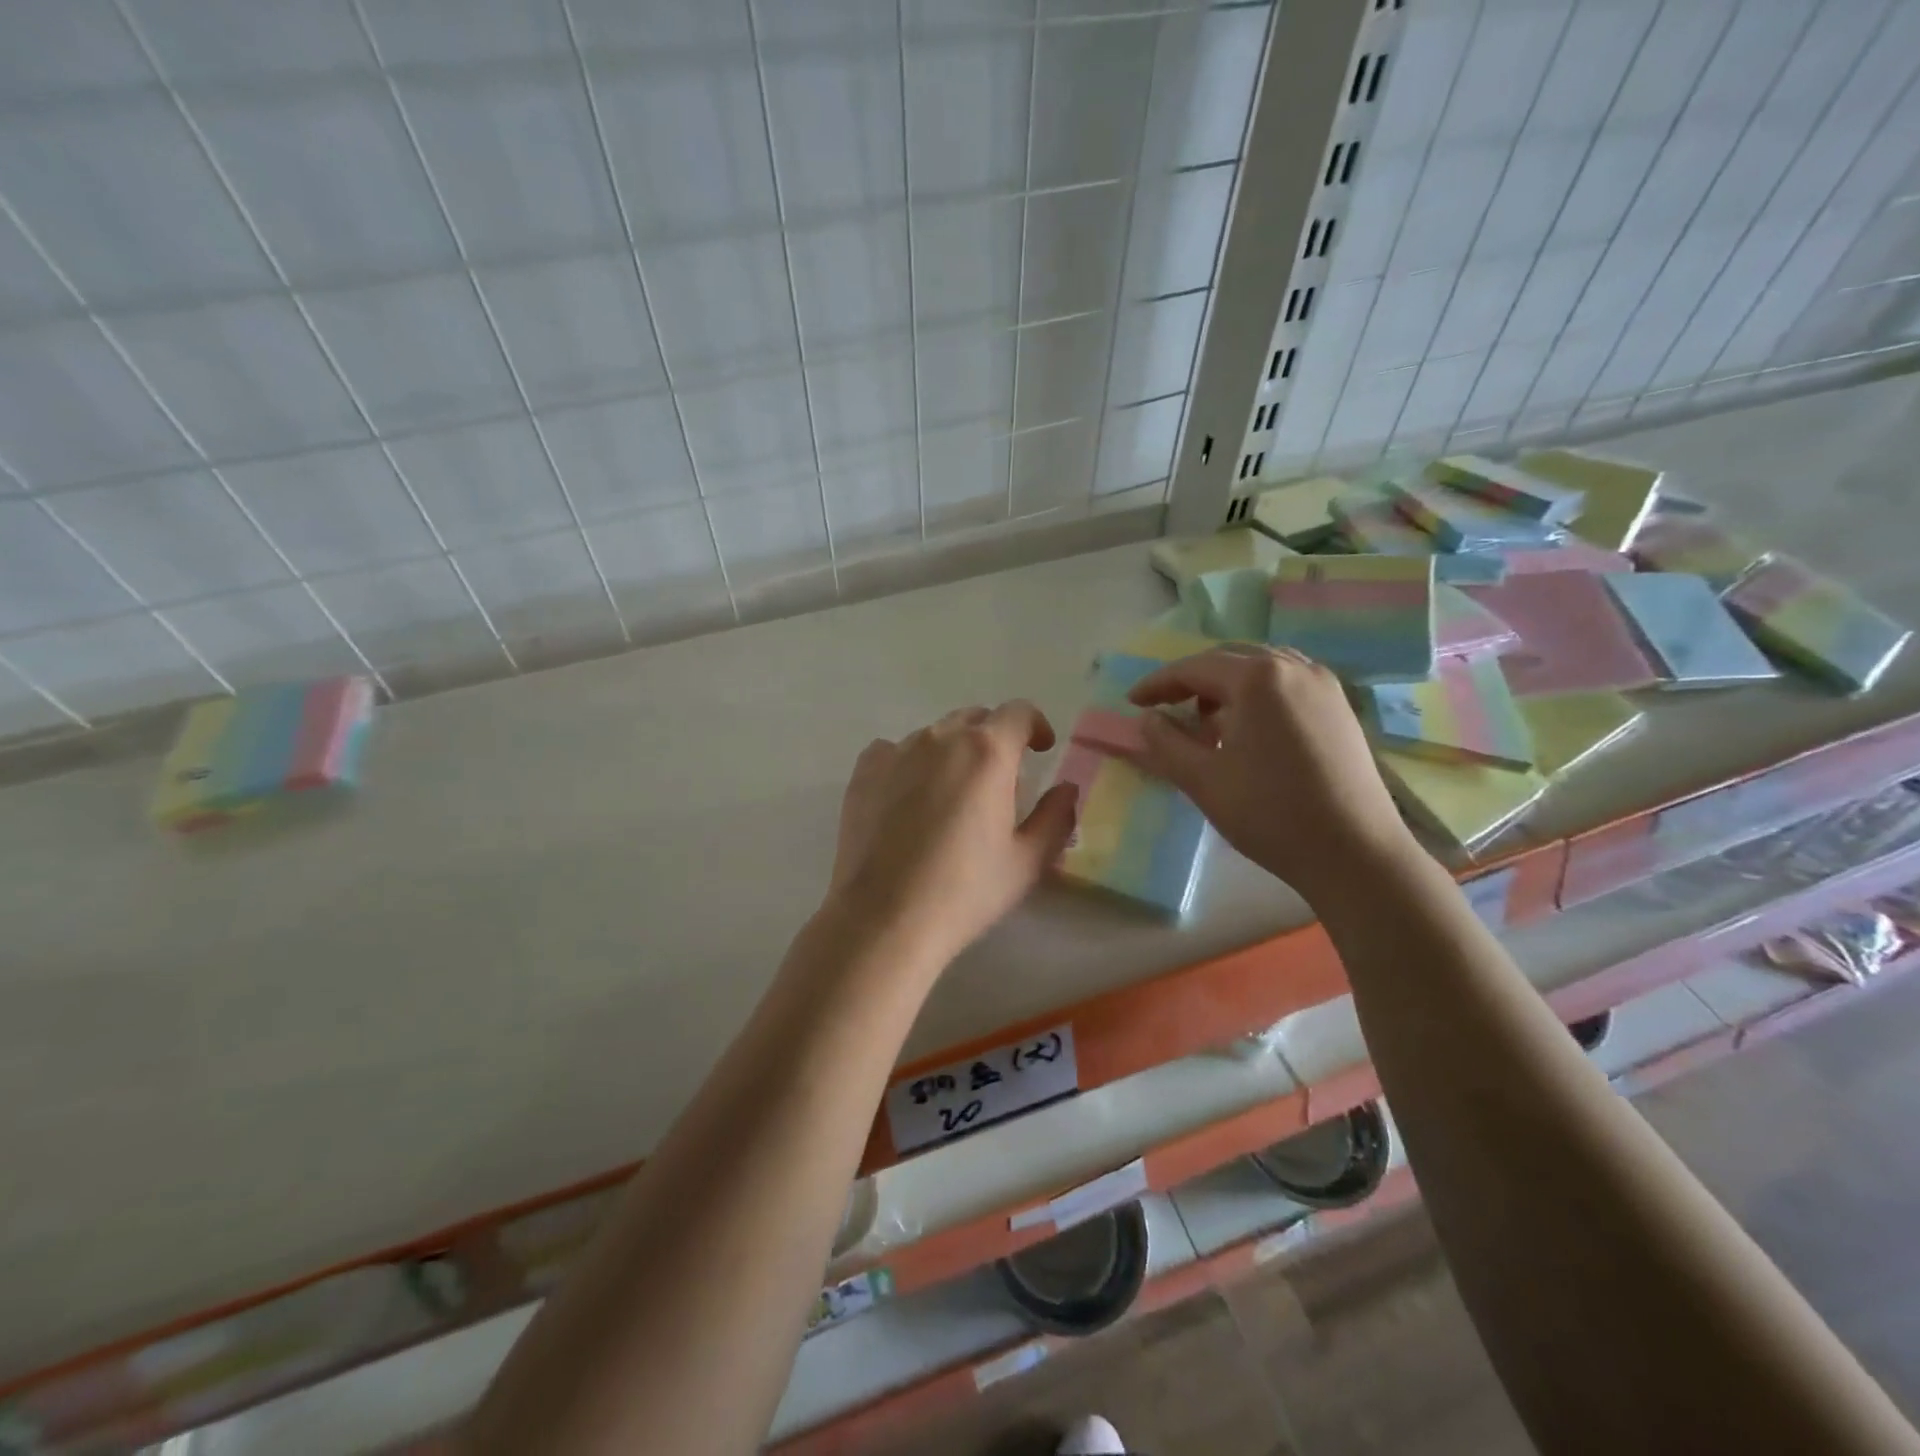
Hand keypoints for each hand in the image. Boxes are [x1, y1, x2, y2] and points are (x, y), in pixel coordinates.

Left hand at [826, 701, 1078, 969]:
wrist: (884, 918)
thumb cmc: (965, 891)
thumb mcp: (1027, 861)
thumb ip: (1055, 817)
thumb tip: (1066, 789)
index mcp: (988, 752)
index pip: (1018, 712)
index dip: (1035, 726)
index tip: (1040, 750)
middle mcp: (940, 738)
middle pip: (975, 719)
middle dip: (994, 738)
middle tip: (999, 779)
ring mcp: (897, 751)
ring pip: (934, 735)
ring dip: (952, 752)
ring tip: (951, 794)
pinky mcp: (864, 772)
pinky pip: (893, 751)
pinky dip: (909, 763)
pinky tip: (908, 797)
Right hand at [1125, 646, 1416, 900]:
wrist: (1355, 852)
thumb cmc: (1270, 813)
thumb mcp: (1203, 780)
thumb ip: (1166, 742)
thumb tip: (1147, 719)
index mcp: (1258, 678)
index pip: (1195, 668)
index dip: (1158, 684)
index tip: (1132, 702)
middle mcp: (1294, 668)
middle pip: (1229, 659)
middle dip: (1191, 680)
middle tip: (1164, 707)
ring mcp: (1324, 685)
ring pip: (1261, 668)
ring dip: (1225, 686)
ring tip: (1205, 720)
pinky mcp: (1340, 707)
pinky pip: (1287, 684)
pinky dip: (1257, 695)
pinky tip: (1247, 730)